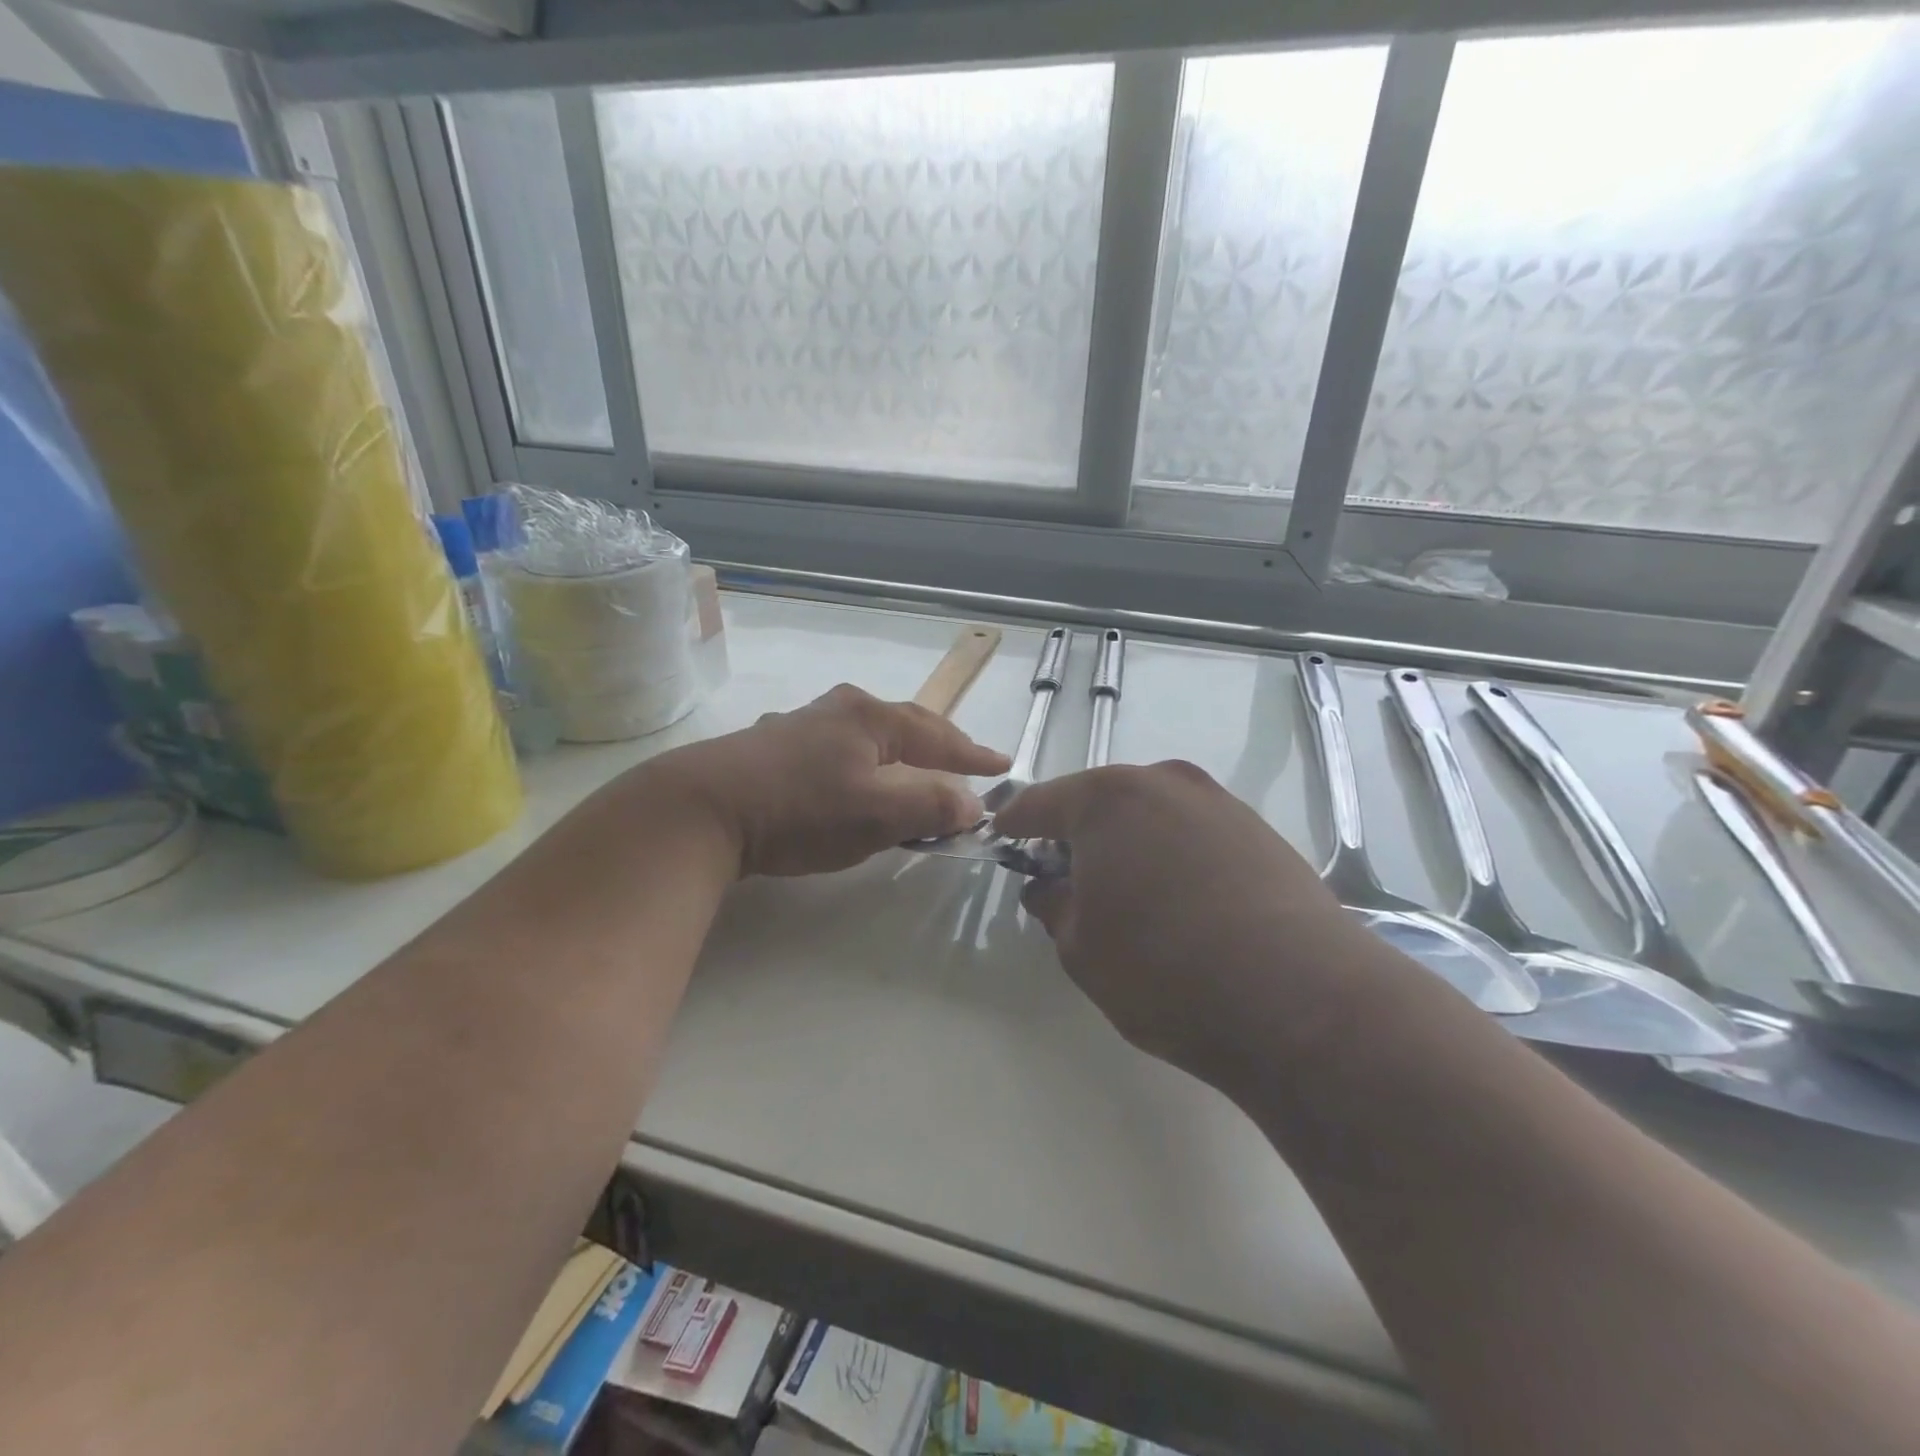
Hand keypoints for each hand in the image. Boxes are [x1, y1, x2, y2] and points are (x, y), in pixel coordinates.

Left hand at [649, 684, 1009, 877]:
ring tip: (916, 770)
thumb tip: (973, 804)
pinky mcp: (772, 748)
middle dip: (939, 744)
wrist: (701, 809)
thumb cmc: (800, 808)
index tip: (1003, 765)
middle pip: (904, 724)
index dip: (973, 754)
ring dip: (899, 753)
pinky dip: (863, 763)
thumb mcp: (877, 813)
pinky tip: (852, 776)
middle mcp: (839, 710)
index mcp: (870, 718)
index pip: (938, 735)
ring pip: (868, 735)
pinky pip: (838, 750)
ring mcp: (801, 725)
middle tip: (966, 762)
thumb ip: (932, 806)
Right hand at [993, 761, 1366, 1088]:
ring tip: (1128, 894)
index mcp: (1106, 799)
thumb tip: (1048, 887)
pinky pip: (1193, 832)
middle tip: (1066, 877)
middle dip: (1076, 834)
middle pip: (1100, 801)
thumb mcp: (1081, 948)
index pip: (1040, 803)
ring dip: (1129, 843)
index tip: (1002, 840)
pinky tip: (1181, 902)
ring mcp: (1217, 803)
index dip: (1015, 824)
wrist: (1301, 1000)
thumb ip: (1054, 906)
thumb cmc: (1163, 970)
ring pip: (1151, 814)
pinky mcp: (1259, 831)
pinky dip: (1173, 855)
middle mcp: (1163, 782)